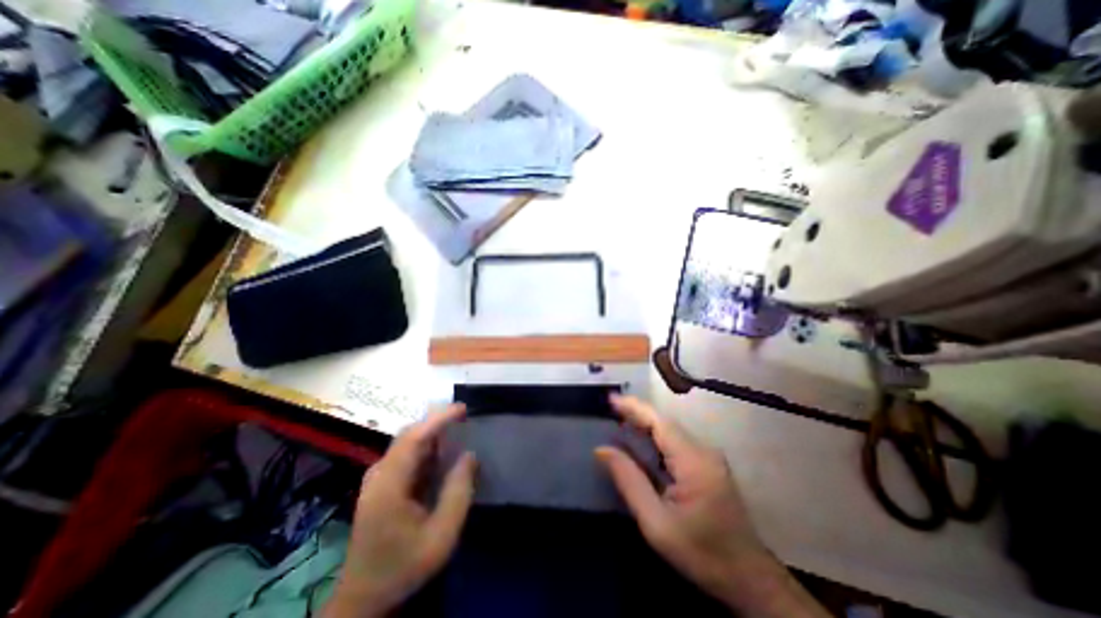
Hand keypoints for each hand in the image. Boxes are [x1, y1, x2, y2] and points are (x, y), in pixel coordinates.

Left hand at [323, 406, 475, 617]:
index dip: (439, 418)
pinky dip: (427, 446)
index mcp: (389, 484)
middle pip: (409, 434)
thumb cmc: (404, 566)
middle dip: (437, 420)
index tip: (463, 408)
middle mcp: (379, 474)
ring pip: (407, 441)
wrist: (365, 597)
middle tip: (465, 416)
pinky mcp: (381, 483)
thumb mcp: (441, 536)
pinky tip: (442, 452)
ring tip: (458, 428)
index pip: (414, 437)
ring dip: (432, 431)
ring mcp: (378, 478)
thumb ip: (458, 493)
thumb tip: (470, 455)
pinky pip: (406, 454)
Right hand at [602, 396, 825, 616]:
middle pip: (664, 422)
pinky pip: (676, 441)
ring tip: (618, 419)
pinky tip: (640, 439)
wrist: (749, 579)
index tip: (610, 398)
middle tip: (609, 408)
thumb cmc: (701, 554)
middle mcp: (704, 451)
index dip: (634, 407)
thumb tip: (602, 449)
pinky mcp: (708, 464)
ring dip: (645, 423)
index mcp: (694, 462)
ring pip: (670, 430)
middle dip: (636, 412)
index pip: (659, 423)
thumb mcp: (656, 523)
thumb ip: (629, 481)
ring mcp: (709, 456)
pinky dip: (655, 436)